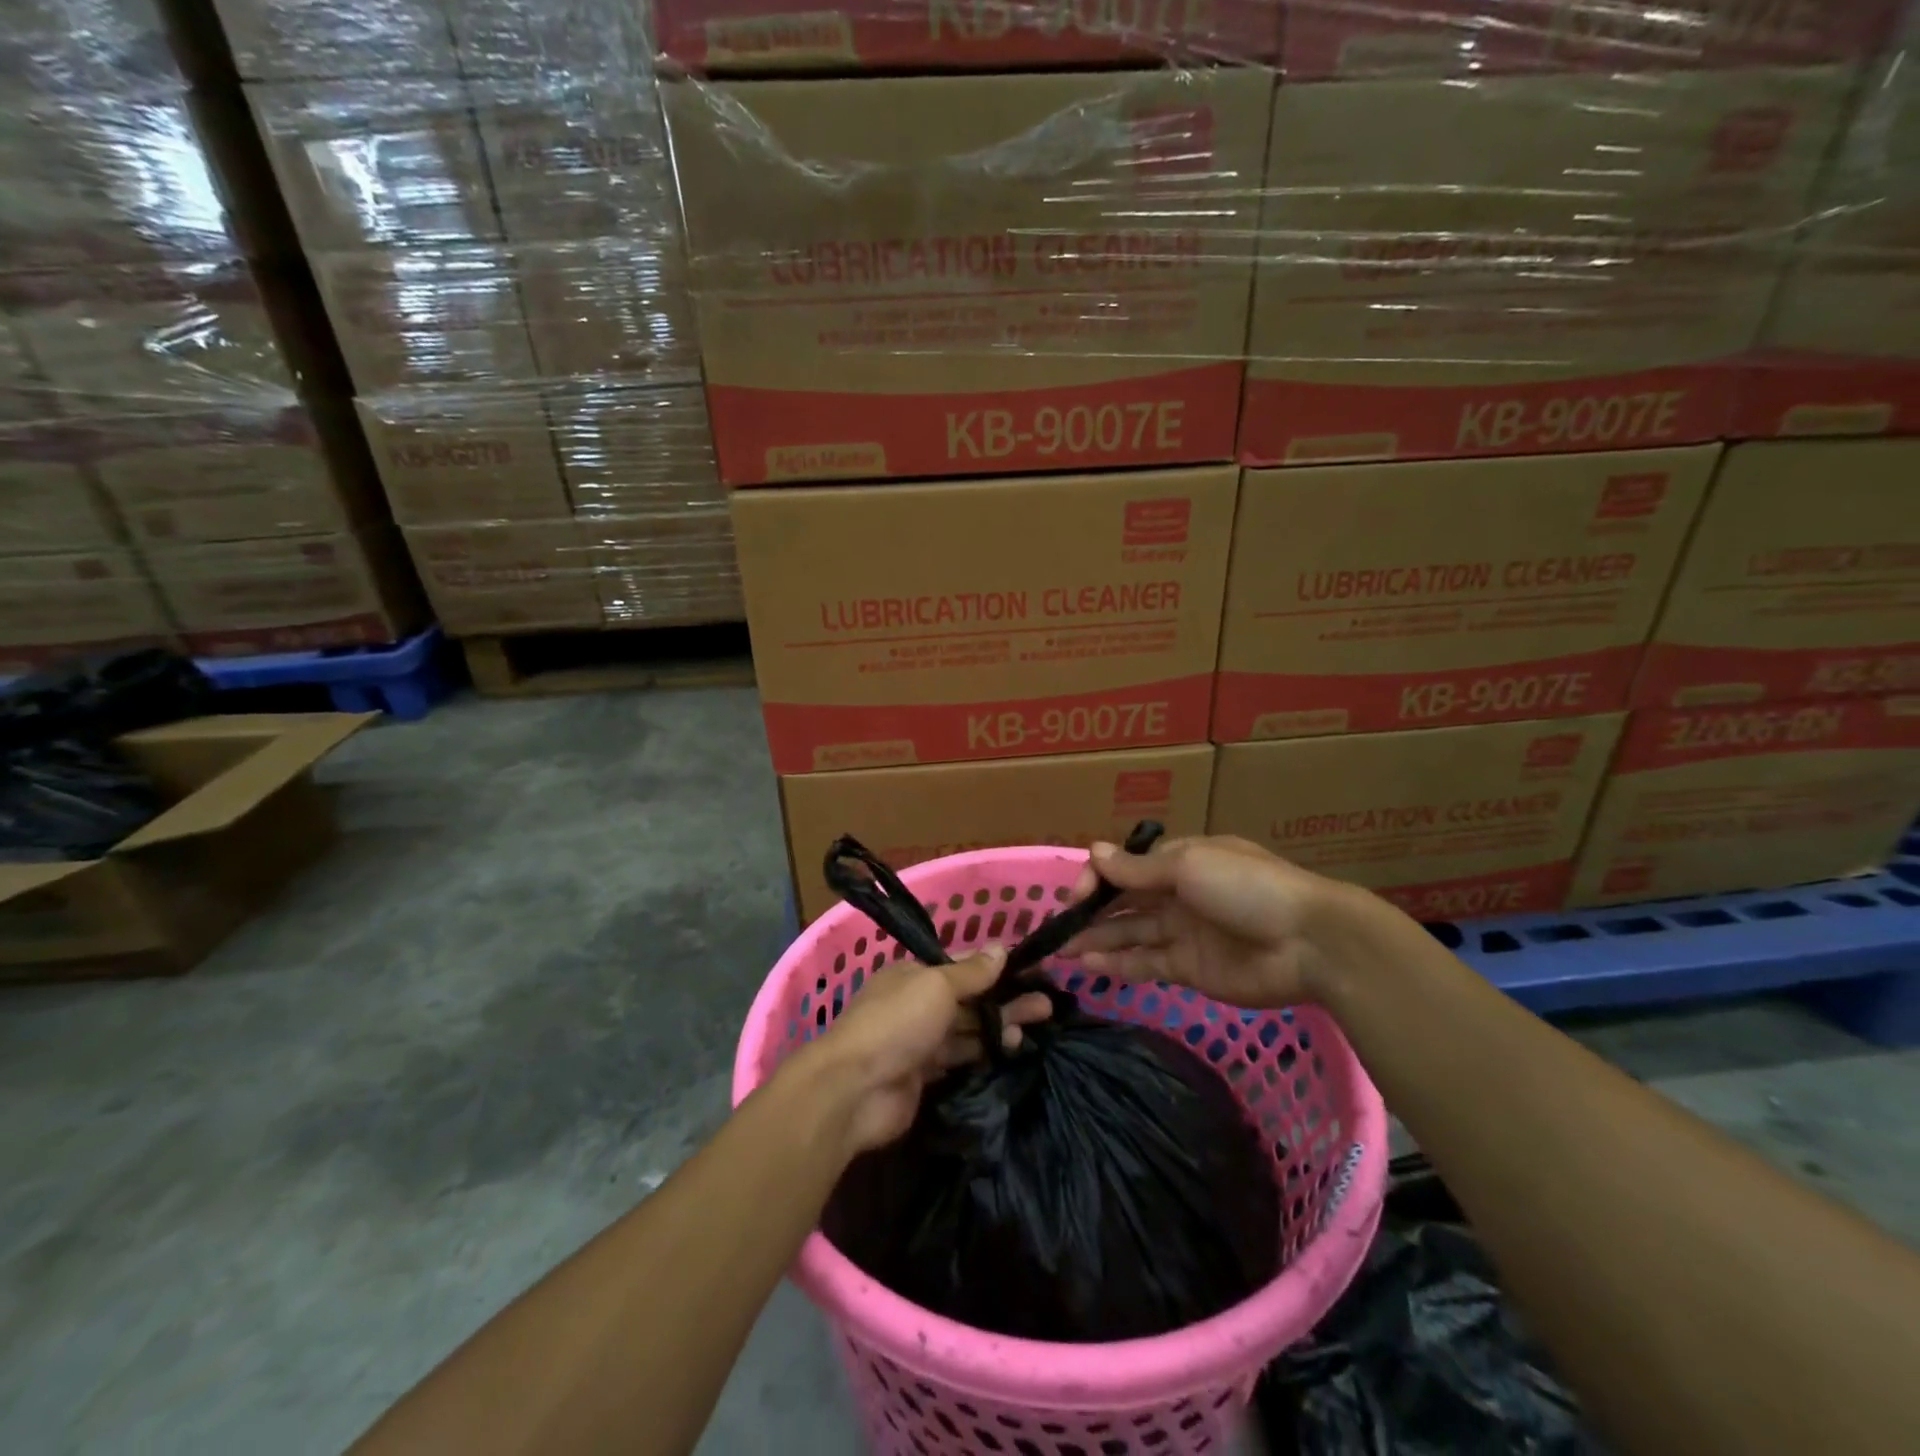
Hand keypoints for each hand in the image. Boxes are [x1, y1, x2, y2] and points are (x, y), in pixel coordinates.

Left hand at [792, 946, 1052, 1157]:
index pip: (962, 966)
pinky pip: (960, 1058)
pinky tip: (1011, 1051)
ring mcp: (919, 1042)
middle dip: (1006, 999)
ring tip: (1038, 1026)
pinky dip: (984, 1053)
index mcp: (914, 975)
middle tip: (1047, 1005)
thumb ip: (971, 972)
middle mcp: (917, 1004)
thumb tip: (1001, 948)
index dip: (997, 969)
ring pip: (968, 1029)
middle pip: (970, 999)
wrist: (854, 1090)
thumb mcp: (936, 987)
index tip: (1032, 972)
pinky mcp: (924, 1076)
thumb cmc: (896, 1023)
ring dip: (999, 1026)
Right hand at [1064, 835, 1352, 1009]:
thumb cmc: (1247, 888)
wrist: (1309, 943)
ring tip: (1061, 950)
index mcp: (1181, 861)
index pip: (1127, 865)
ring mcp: (1183, 933)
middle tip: (1057, 927)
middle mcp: (1178, 894)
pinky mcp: (1189, 970)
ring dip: (1097, 939)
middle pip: (1125, 901)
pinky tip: (1088, 966)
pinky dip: (1117, 965)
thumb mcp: (1189, 867)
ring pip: (1129, 934)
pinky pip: (1145, 964)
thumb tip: (1093, 851)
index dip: (1099, 876)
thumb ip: (1137, 869)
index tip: (1077, 894)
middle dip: (1091, 911)